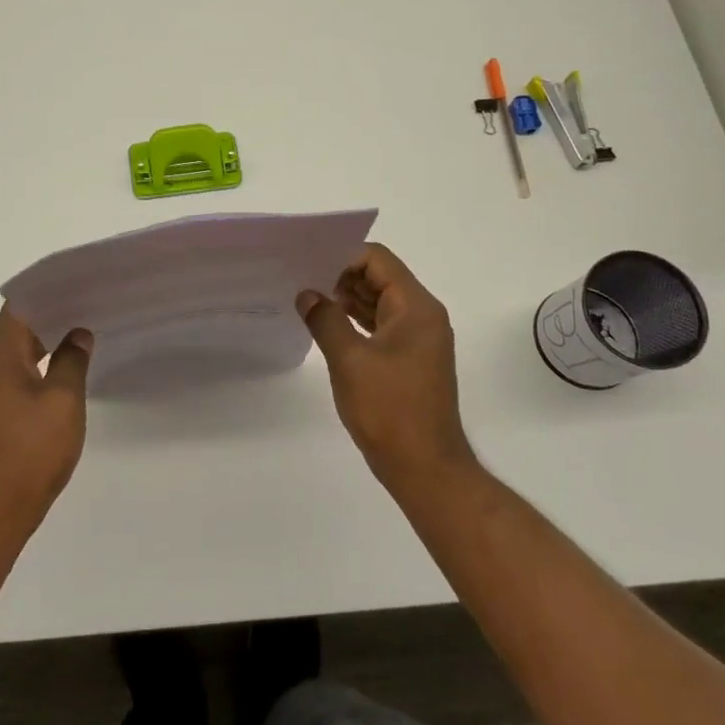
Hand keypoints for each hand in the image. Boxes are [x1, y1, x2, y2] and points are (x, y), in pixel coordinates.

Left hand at [0, 306, 93, 537]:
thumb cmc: (31, 450)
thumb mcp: (62, 401)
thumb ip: (72, 361)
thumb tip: (78, 334)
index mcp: (1, 355)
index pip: (20, 305)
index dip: (46, 288)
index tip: (77, 278)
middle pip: (20, 323)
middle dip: (53, 308)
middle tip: (91, 297)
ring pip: (23, 348)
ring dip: (50, 334)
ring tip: (86, 323)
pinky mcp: (1, 410)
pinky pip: (24, 369)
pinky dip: (46, 359)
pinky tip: (71, 362)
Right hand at [297, 244, 477, 492]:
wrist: (425, 468)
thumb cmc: (389, 410)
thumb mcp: (349, 360)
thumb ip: (325, 320)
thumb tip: (307, 294)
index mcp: (416, 308)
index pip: (377, 260)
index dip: (342, 256)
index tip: (308, 264)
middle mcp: (422, 316)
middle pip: (380, 278)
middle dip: (340, 275)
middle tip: (299, 279)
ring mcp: (418, 339)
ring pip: (379, 303)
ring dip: (346, 299)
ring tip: (306, 299)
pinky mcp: (409, 360)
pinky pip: (380, 326)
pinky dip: (355, 321)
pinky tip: (326, 325)